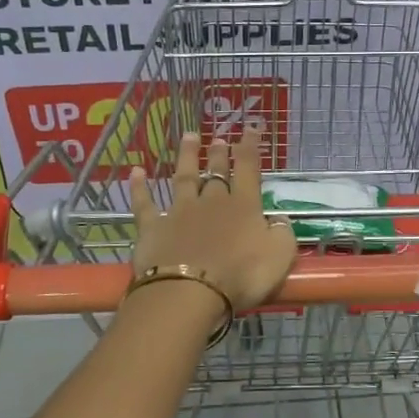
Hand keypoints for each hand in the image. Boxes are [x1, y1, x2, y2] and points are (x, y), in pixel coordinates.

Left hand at [130, 127, 296, 318]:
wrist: (190, 291)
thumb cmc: (241, 275)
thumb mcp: (280, 255)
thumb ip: (282, 232)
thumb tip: (278, 219)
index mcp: (244, 206)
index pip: (249, 168)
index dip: (250, 146)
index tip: (250, 126)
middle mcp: (212, 202)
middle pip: (216, 172)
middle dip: (219, 154)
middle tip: (219, 138)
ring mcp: (179, 212)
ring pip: (184, 178)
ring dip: (187, 157)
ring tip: (189, 137)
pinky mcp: (153, 227)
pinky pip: (145, 203)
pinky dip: (140, 187)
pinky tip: (136, 172)